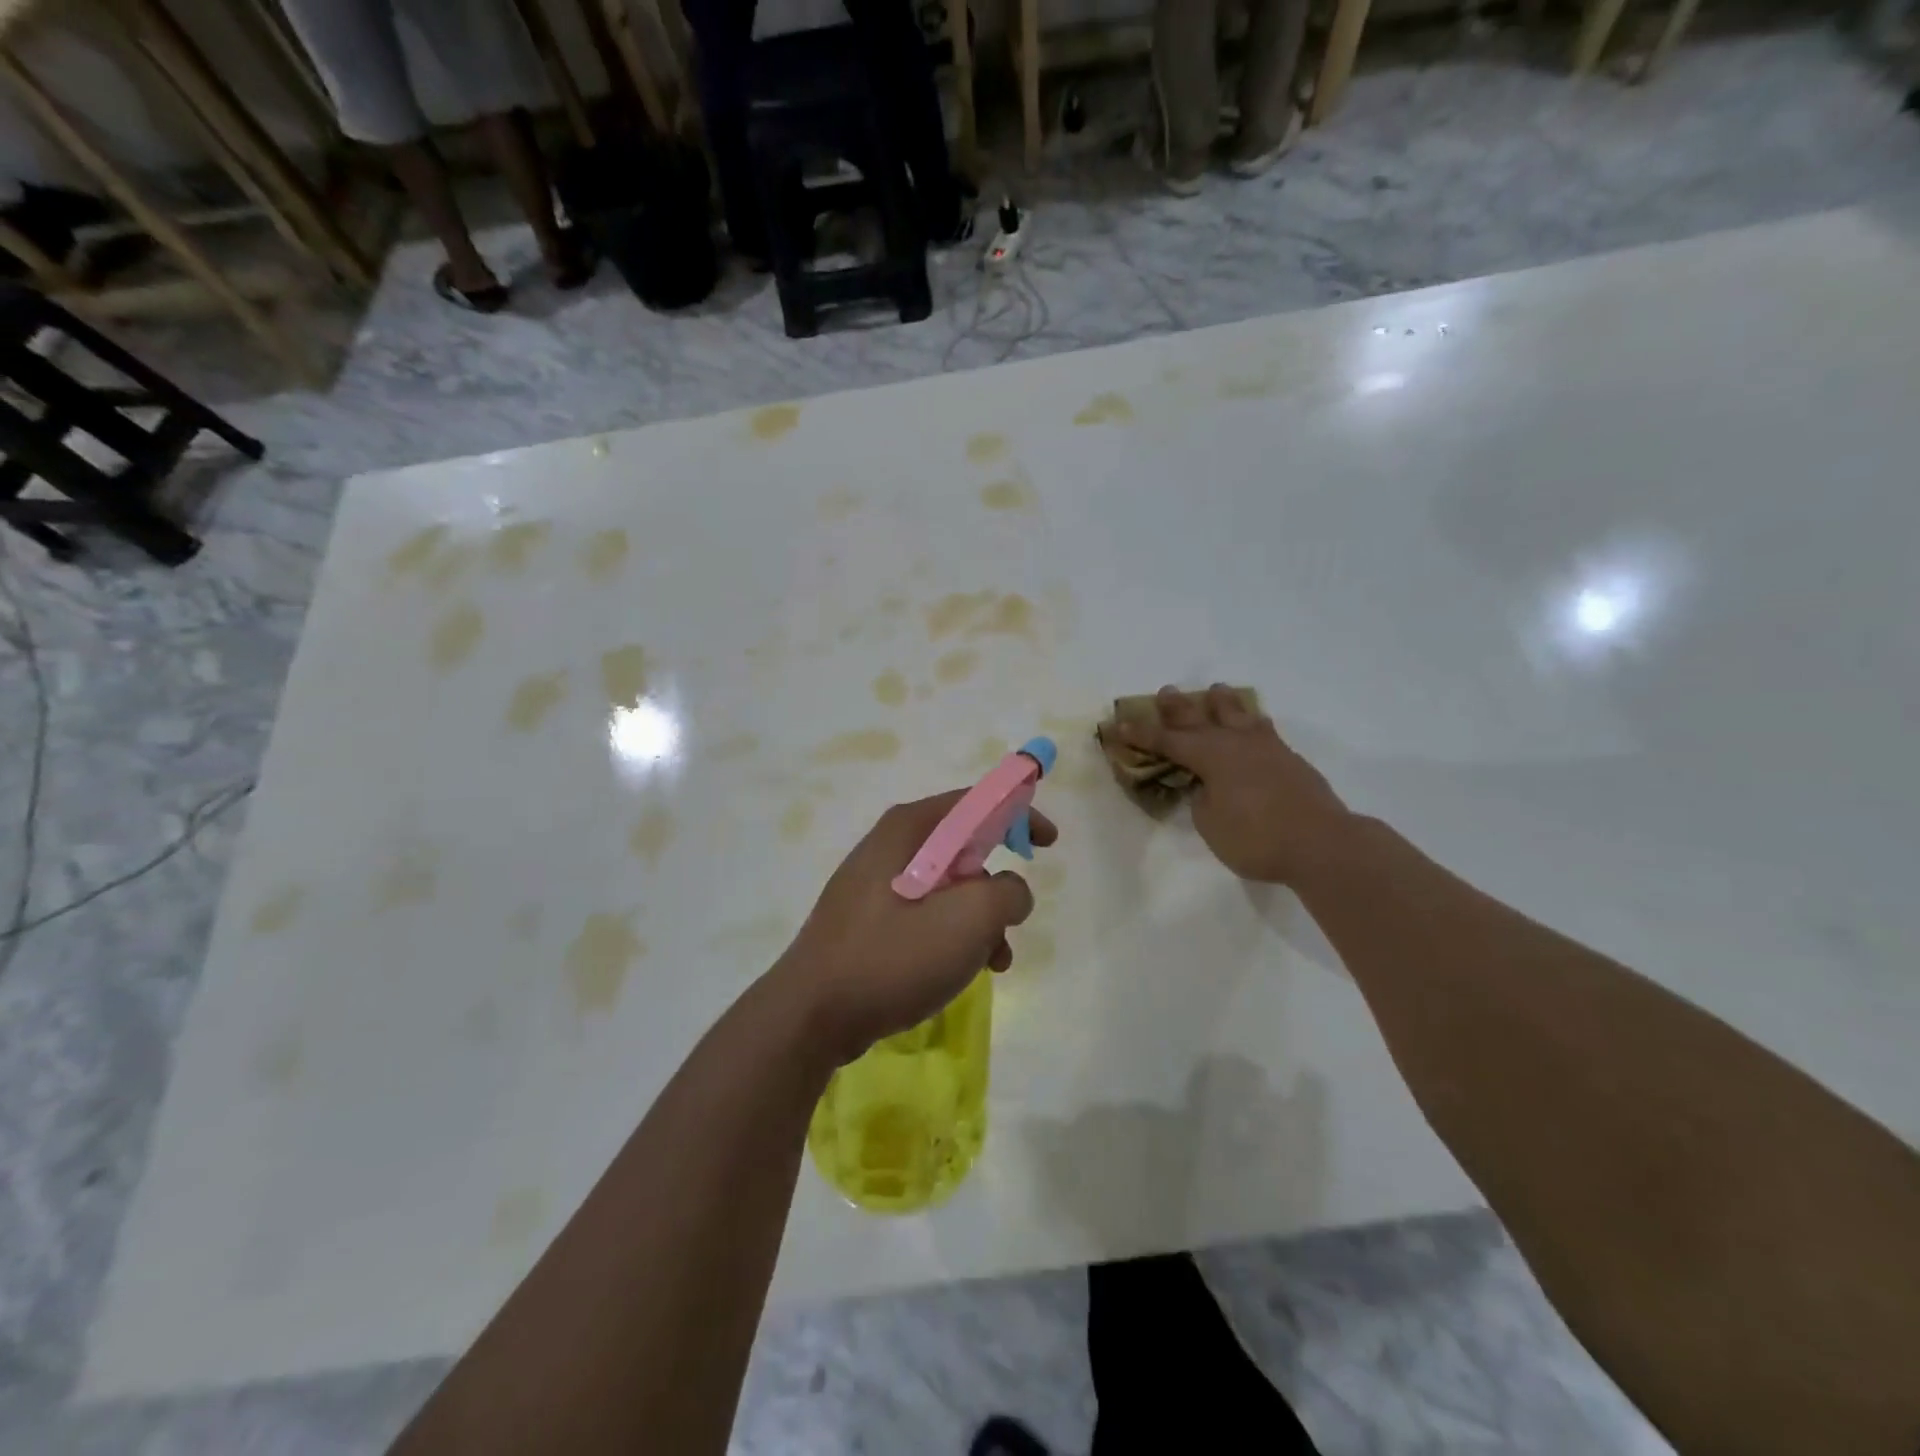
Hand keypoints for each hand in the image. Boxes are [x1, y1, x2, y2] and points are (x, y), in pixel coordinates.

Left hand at [774, 791, 1058, 1064]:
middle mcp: (890, 845)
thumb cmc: (893, 955)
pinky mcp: (868, 919)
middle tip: (1014, 914)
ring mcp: (875, 883)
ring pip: (948, 886)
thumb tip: (1010, 891)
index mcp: (911, 828)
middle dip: (997, 883)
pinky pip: (924, 913)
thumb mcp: (969, 919)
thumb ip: (1007, 893)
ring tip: (993, 960)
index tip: (1048, 843)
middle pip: (963, 846)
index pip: (977, 802)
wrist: (812, 1014)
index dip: (1019, 814)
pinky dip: (952, 935)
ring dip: (979, 919)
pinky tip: (962, 972)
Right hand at [1116, 684, 1352, 885]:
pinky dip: (1252, 722)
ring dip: (1223, 702)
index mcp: (1210, 756)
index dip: (1141, 734)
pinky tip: (1254, 723)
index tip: (1119, 724)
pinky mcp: (1290, 759)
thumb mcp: (1211, 823)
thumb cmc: (1256, 837)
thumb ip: (1202, 799)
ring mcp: (1267, 748)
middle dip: (1179, 707)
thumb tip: (1207, 785)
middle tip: (1166, 691)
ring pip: (1239, 715)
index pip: (1167, 741)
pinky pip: (1264, 729)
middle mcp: (1235, 743)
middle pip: (1200, 718)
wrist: (1322, 843)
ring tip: (1216, 690)